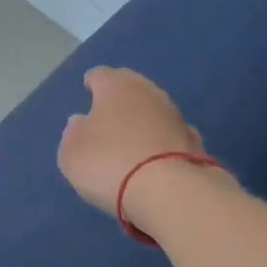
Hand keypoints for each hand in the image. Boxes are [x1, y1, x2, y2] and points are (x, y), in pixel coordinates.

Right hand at [57, 67, 211, 220]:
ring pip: (153, 111)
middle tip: (108, 115)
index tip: (88, 90)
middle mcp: (149, 92)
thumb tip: (80, 122)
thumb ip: (73, 133)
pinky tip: (154, 158)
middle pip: (131, 88)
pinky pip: (169, 136)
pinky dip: (160, 142)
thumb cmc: (108, 163)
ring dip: (142, 121)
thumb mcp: (71, 153)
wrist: (168, 191)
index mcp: (116, 86)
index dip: (92, 82)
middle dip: (120, 99)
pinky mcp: (194, 142)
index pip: (100, 75)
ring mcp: (176, 116)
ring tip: (130, 140)